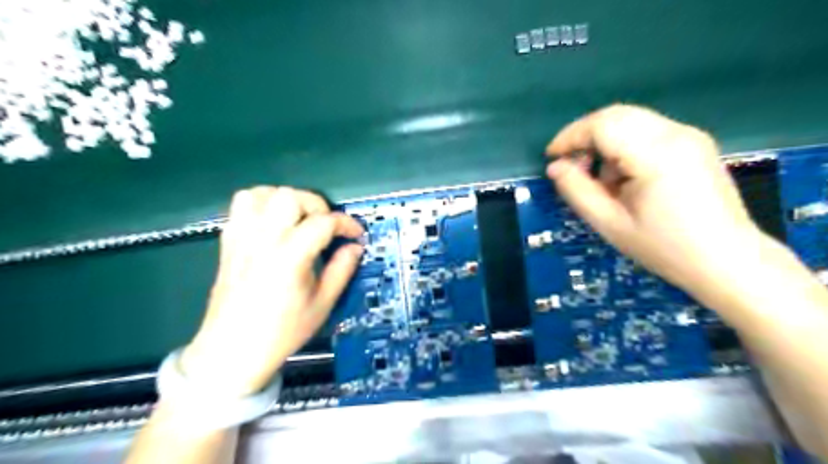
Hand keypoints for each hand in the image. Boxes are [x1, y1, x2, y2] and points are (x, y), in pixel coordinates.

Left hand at [181, 187, 362, 395]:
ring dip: (288, 200)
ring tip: (300, 219)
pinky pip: (242, 204)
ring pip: (263, 193)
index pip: (324, 222)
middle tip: (327, 227)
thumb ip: (342, 269)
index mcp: (289, 257)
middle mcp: (263, 239)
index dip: (346, 224)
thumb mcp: (322, 304)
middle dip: (317, 206)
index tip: (356, 234)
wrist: (231, 351)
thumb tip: (355, 247)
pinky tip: (275, 222)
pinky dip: (263, 203)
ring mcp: (242, 237)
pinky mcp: (228, 241)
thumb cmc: (282, 332)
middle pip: (291, 197)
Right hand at [548, 103, 765, 293]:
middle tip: (569, 166)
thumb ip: (577, 190)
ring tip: (598, 179)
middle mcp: (676, 134)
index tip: (551, 158)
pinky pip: (646, 131)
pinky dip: (623, 146)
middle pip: (616, 115)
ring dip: (604, 142)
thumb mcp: (609, 224)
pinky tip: (622, 177)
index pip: (602, 125)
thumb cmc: (665, 248)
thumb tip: (555, 167)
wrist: (728, 261)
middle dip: (584, 136)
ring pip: (630, 121)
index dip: (570, 137)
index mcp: (656, 154)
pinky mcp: (694, 143)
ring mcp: (689, 135)